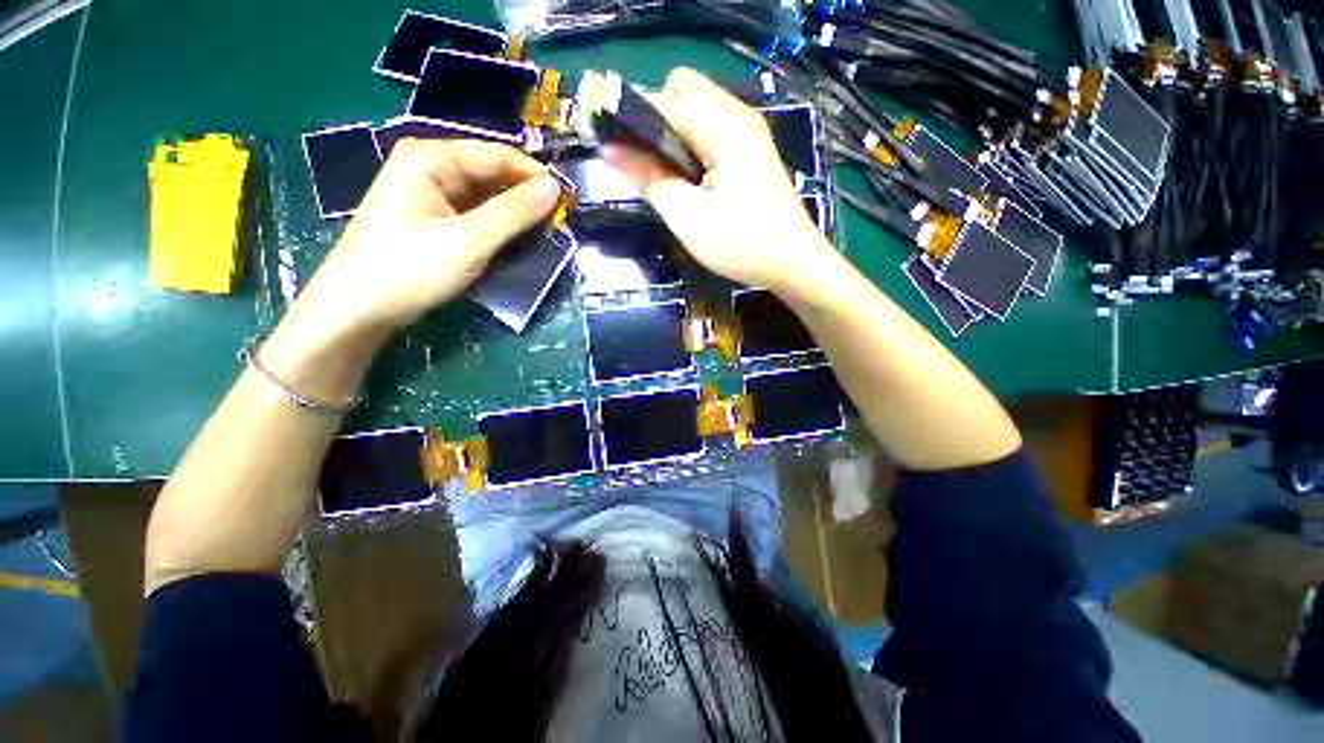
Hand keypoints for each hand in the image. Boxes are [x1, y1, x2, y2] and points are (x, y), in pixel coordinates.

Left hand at [262, 139, 560, 400]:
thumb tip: (555, 187)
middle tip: (559, 225)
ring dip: (515, 215)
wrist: (358, 308)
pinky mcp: (432, 217)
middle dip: (526, 198)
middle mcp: (430, 166)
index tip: (568, 203)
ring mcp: (430, 193)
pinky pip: (476, 213)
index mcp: (432, 158)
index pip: (498, 155)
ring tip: (544, 236)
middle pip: (493, 173)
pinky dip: (498, 226)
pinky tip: (514, 242)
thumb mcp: (468, 241)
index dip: (535, 177)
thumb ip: (514, 213)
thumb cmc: (409, 269)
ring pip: (487, 195)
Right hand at [606, 68, 836, 293]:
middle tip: (645, 164)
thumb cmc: (742, 244)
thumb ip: (649, 180)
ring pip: (696, 107)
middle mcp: (737, 115)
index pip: (662, 100)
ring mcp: (747, 131)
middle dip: (653, 118)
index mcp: (722, 126)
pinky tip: (689, 177)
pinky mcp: (751, 150)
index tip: (609, 149)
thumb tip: (610, 152)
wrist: (794, 263)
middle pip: (681, 88)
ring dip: (672, 131)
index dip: (630, 120)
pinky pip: (710, 127)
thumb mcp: (688, 217)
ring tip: (665, 175)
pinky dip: (690, 142)